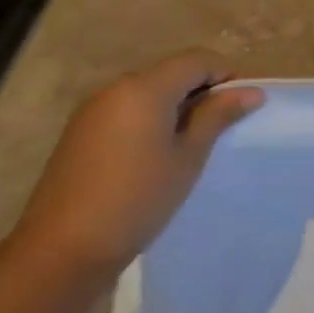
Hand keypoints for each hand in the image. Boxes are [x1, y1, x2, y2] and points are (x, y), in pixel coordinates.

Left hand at [9, 51, 264, 280]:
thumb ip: (218, 116)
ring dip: (177, 107)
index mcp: (144, 88)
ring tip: (190, 146)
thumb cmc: (138, 199)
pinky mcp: (80, 134)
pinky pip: (127, 111)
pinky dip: (151, 120)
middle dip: (202, 92)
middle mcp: (115, 89)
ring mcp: (93, 112)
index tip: (240, 109)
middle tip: (221, 129)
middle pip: (172, 73)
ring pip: (150, 92)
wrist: (62, 252)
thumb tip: (251, 92)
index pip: (198, 60)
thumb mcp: (189, 156)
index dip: (226, 76)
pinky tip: (156, 156)